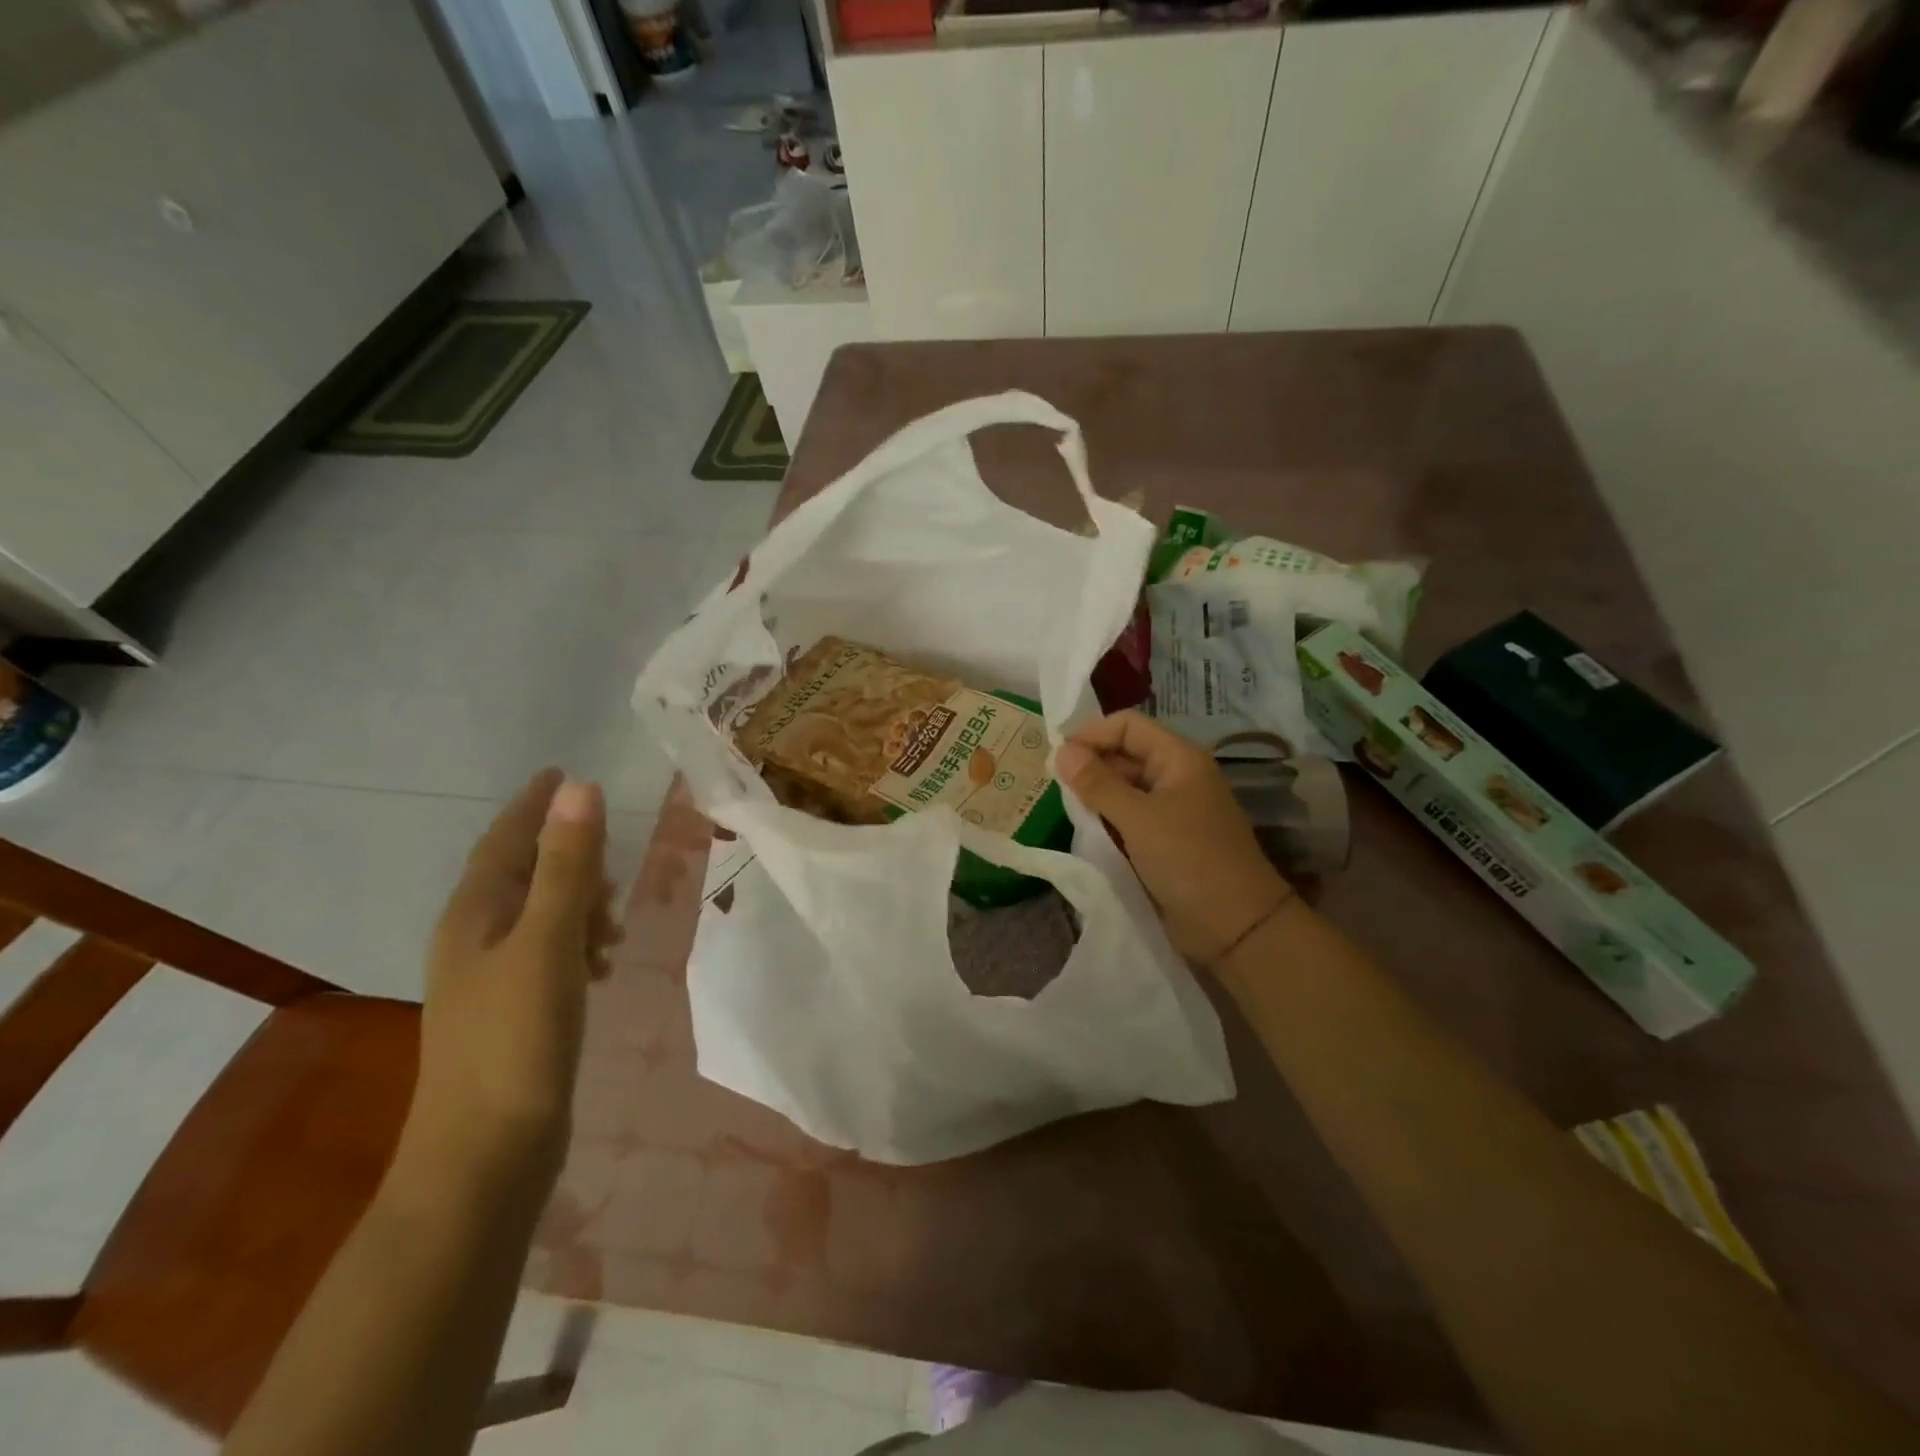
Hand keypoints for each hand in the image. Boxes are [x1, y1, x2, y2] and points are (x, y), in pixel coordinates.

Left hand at [400, 770, 619, 1196]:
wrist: (485, 1155)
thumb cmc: (516, 1039)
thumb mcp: (548, 942)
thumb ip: (567, 866)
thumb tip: (579, 788)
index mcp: (474, 915)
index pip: (505, 840)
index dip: (534, 804)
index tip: (562, 771)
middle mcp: (476, 939)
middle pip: (523, 873)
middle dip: (568, 857)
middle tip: (612, 863)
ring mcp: (493, 979)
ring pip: (542, 915)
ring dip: (580, 903)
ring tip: (616, 923)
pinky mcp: (516, 1011)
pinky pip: (552, 952)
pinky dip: (580, 943)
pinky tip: (603, 963)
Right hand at [1055, 711, 1291, 963]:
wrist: (1234, 927)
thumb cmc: (1189, 860)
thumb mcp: (1138, 818)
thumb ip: (1098, 784)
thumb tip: (1061, 751)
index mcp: (1178, 759)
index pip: (1128, 726)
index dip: (1092, 734)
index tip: (1057, 757)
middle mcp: (1175, 777)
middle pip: (1124, 755)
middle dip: (1090, 766)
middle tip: (1053, 786)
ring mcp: (1171, 810)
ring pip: (1123, 789)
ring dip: (1095, 796)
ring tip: (1064, 808)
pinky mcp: (1164, 840)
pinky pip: (1128, 818)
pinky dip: (1106, 821)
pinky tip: (1084, 831)